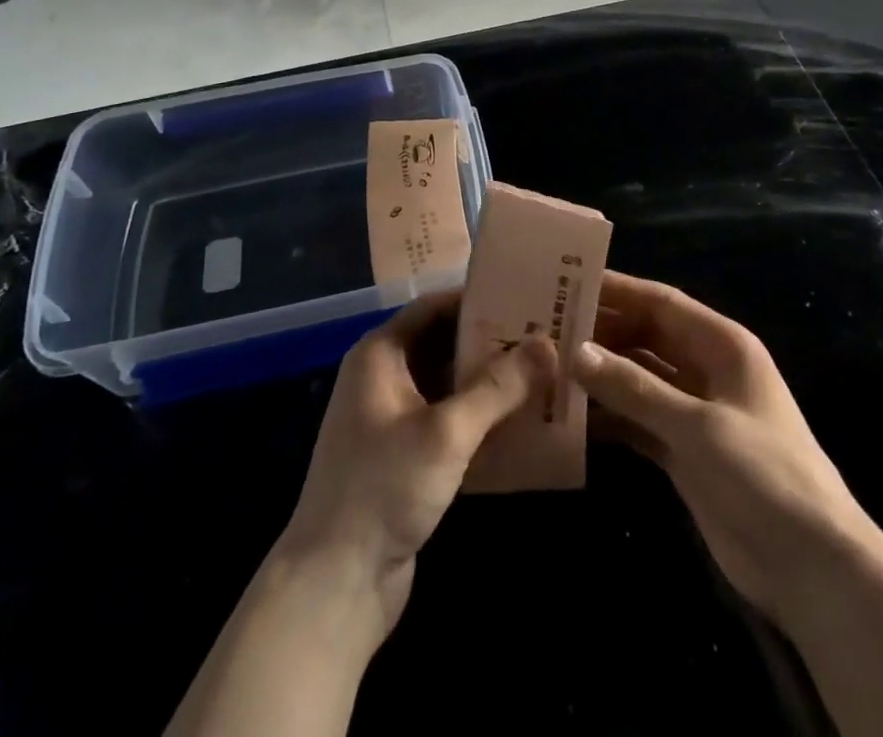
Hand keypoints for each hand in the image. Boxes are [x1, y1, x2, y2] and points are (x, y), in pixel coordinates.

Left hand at [277, 292, 555, 639]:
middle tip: (545, 337)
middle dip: (492, 342)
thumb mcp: (446, 432)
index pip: (434, 307)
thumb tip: (547, 343)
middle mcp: (383, 377)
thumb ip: (498, 387)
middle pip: (444, 343)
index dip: (478, 299)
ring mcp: (392, 418)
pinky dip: (479, 417)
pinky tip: (522, 421)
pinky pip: (448, 420)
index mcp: (380, 354)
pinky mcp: (405, 456)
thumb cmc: (384, 488)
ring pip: (449, 384)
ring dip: (490, 382)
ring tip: (544, 373)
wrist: (335, 585)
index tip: (526, 297)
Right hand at [573, 271, 878, 635]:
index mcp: (722, 345)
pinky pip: (638, 420)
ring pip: (638, 379)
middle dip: (601, 333)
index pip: (661, 303)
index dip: (618, 290)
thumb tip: (577, 352)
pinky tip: (570, 417)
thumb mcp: (699, 427)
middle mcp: (706, 369)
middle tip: (546, 327)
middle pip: (646, 338)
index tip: (568, 281)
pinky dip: (609, 418)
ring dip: (600, 376)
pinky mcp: (684, 451)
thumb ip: (636, 389)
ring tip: (547, 368)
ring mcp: (695, 412)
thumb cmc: (764, 475)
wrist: (814, 568)